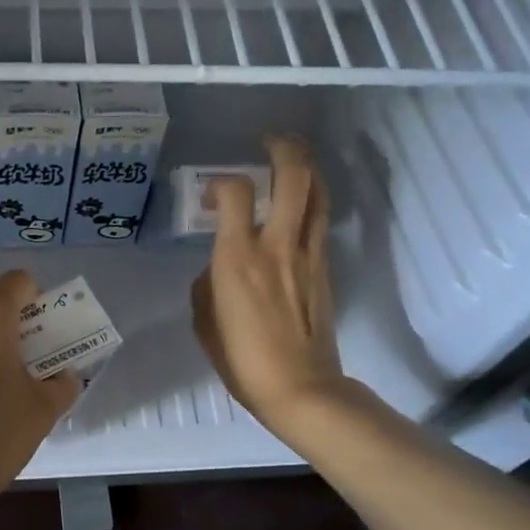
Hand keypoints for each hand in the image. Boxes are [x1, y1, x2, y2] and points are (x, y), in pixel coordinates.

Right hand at [191, 134, 346, 437]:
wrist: (300, 388)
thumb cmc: (242, 360)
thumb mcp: (204, 321)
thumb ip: (208, 284)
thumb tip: (218, 268)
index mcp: (237, 257)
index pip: (234, 192)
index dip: (219, 182)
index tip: (210, 197)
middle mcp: (275, 244)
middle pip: (292, 177)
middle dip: (283, 148)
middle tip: (269, 140)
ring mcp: (307, 254)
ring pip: (317, 193)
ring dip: (306, 167)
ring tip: (292, 157)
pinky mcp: (324, 268)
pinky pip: (320, 220)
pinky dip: (312, 199)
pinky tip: (301, 201)